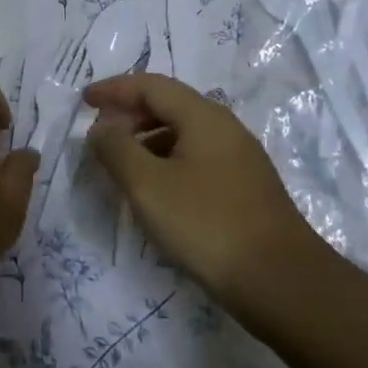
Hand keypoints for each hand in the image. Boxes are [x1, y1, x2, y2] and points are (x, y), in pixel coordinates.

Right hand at [83, 73, 325, 319]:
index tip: (84, 102)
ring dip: (146, 140)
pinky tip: (155, 192)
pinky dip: (166, 162)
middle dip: (129, 114)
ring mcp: (239, 159)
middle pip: (169, 105)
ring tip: (120, 165)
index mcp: (203, 117)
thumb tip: (101, 127)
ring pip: (183, 134)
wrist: (282, 283)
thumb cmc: (206, 223)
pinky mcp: (245, 189)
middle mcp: (225, 128)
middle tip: (99, 134)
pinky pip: (196, 159)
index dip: (114, 89)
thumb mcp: (147, 184)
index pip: (151, 85)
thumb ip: (116, 148)